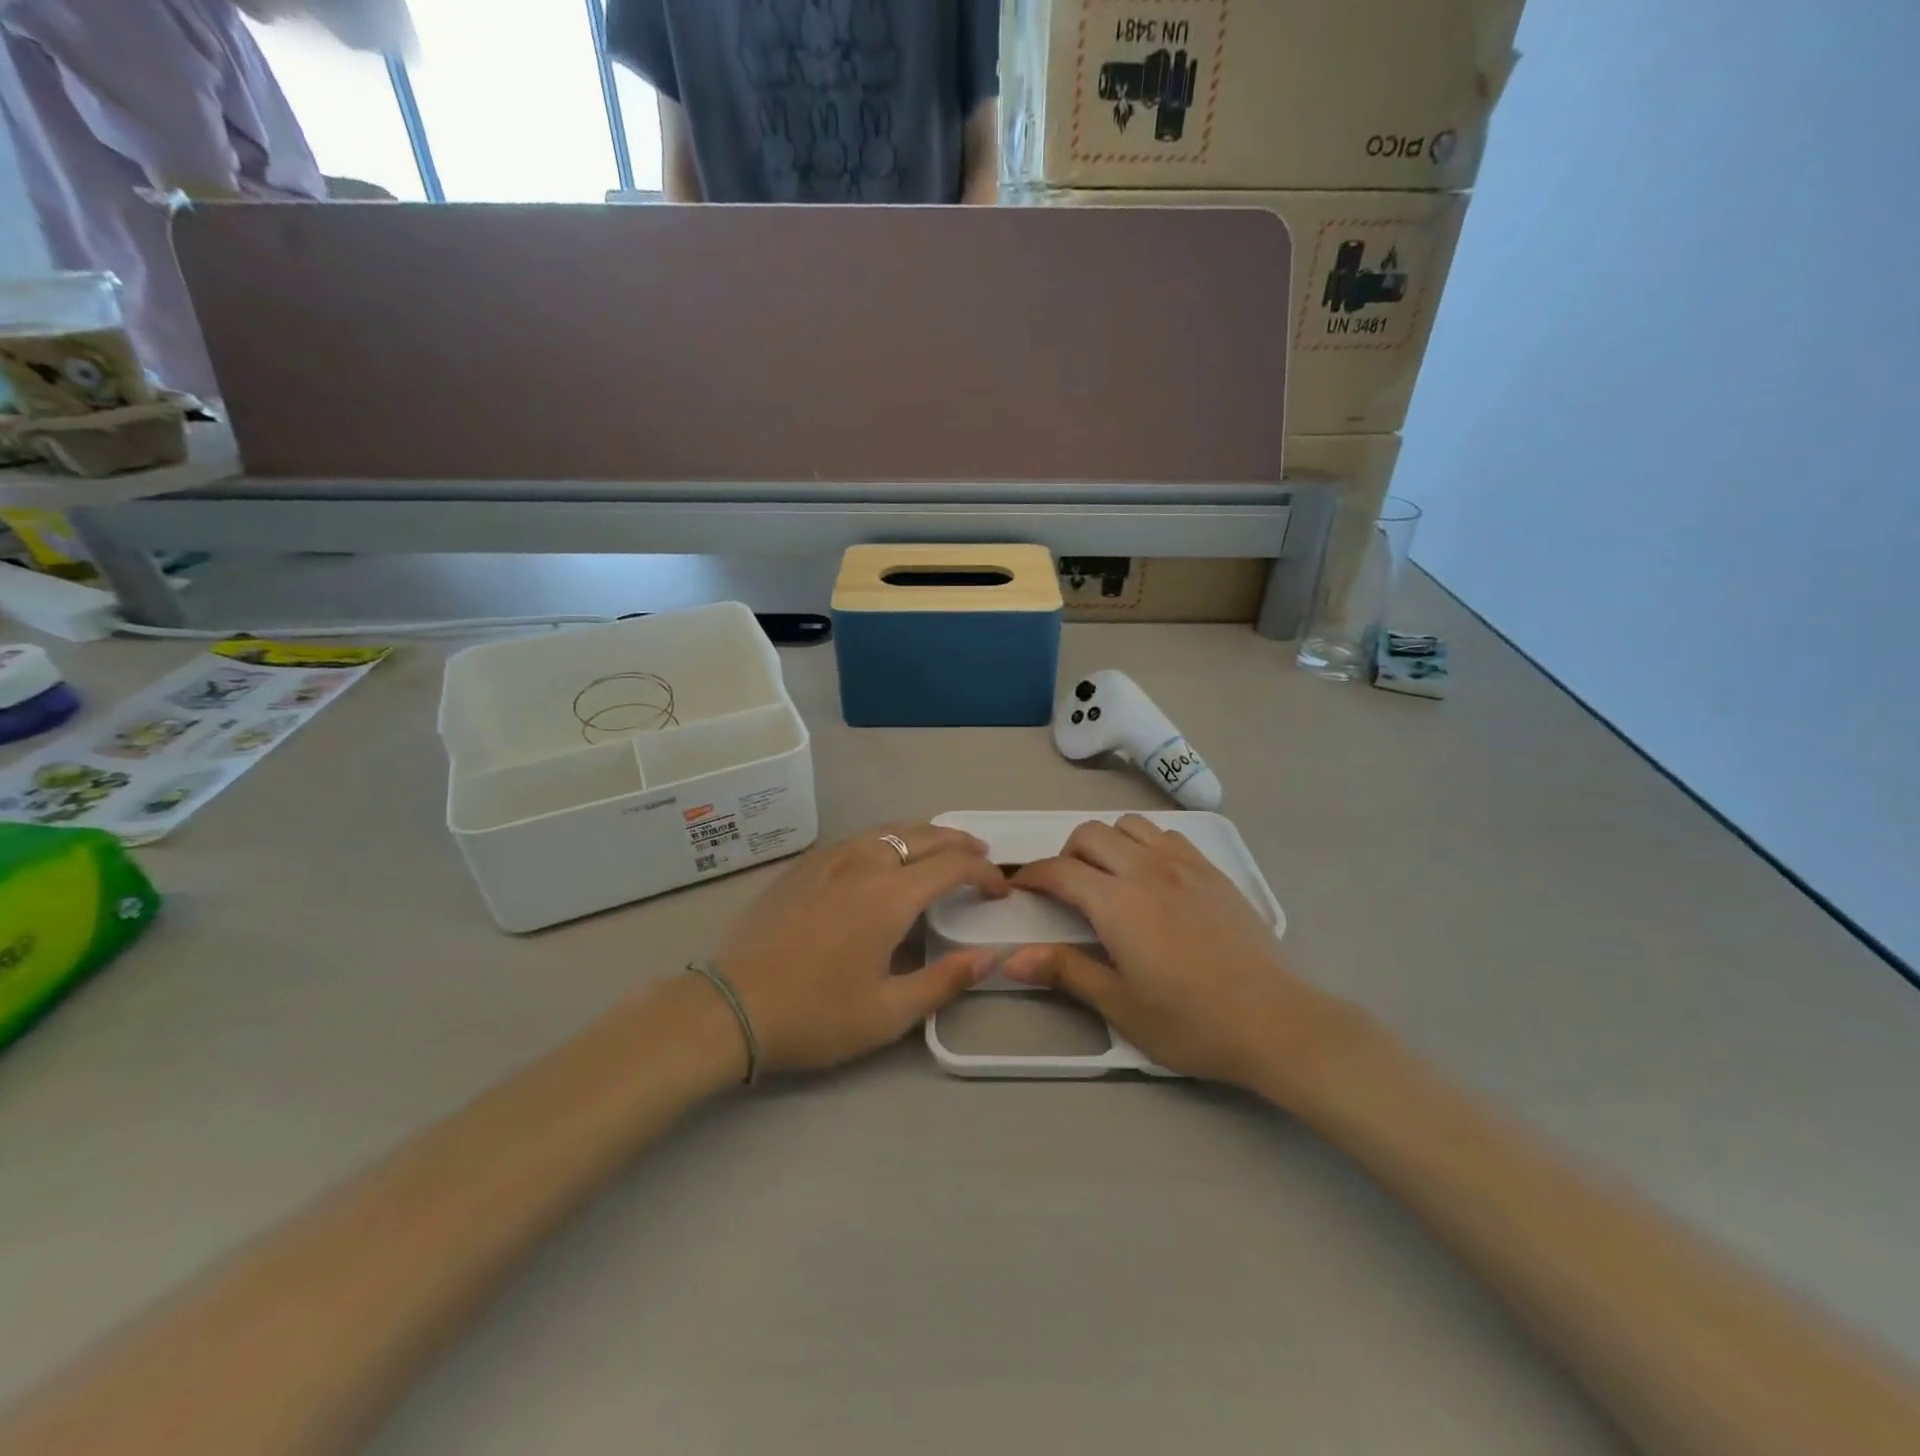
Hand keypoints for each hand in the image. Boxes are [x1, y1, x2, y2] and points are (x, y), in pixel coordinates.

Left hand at [713, 822, 1007, 1074]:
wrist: (731, 1007)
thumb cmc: (816, 1015)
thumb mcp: (888, 1013)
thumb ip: (945, 981)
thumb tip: (991, 957)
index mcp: (890, 896)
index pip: (953, 866)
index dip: (984, 873)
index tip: (999, 891)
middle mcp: (864, 863)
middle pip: (923, 835)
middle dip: (959, 842)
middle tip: (981, 855)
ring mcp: (829, 859)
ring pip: (888, 829)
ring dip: (923, 834)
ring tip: (939, 848)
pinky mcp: (803, 866)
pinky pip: (857, 838)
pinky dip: (887, 838)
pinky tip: (884, 856)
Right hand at [1004, 816, 1351, 1096]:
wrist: (1277, 1022)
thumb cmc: (1192, 1023)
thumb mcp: (1121, 1006)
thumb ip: (1065, 972)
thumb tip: (1011, 958)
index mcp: (1118, 904)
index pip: (1059, 871)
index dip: (1031, 875)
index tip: (1018, 889)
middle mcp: (1147, 870)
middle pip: (1090, 834)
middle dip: (1065, 854)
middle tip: (1065, 890)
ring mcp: (1184, 865)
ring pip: (1129, 826)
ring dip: (1107, 843)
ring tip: (1108, 878)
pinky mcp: (1213, 871)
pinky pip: (1167, 835)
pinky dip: (1144, 844)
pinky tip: (1152, 878)